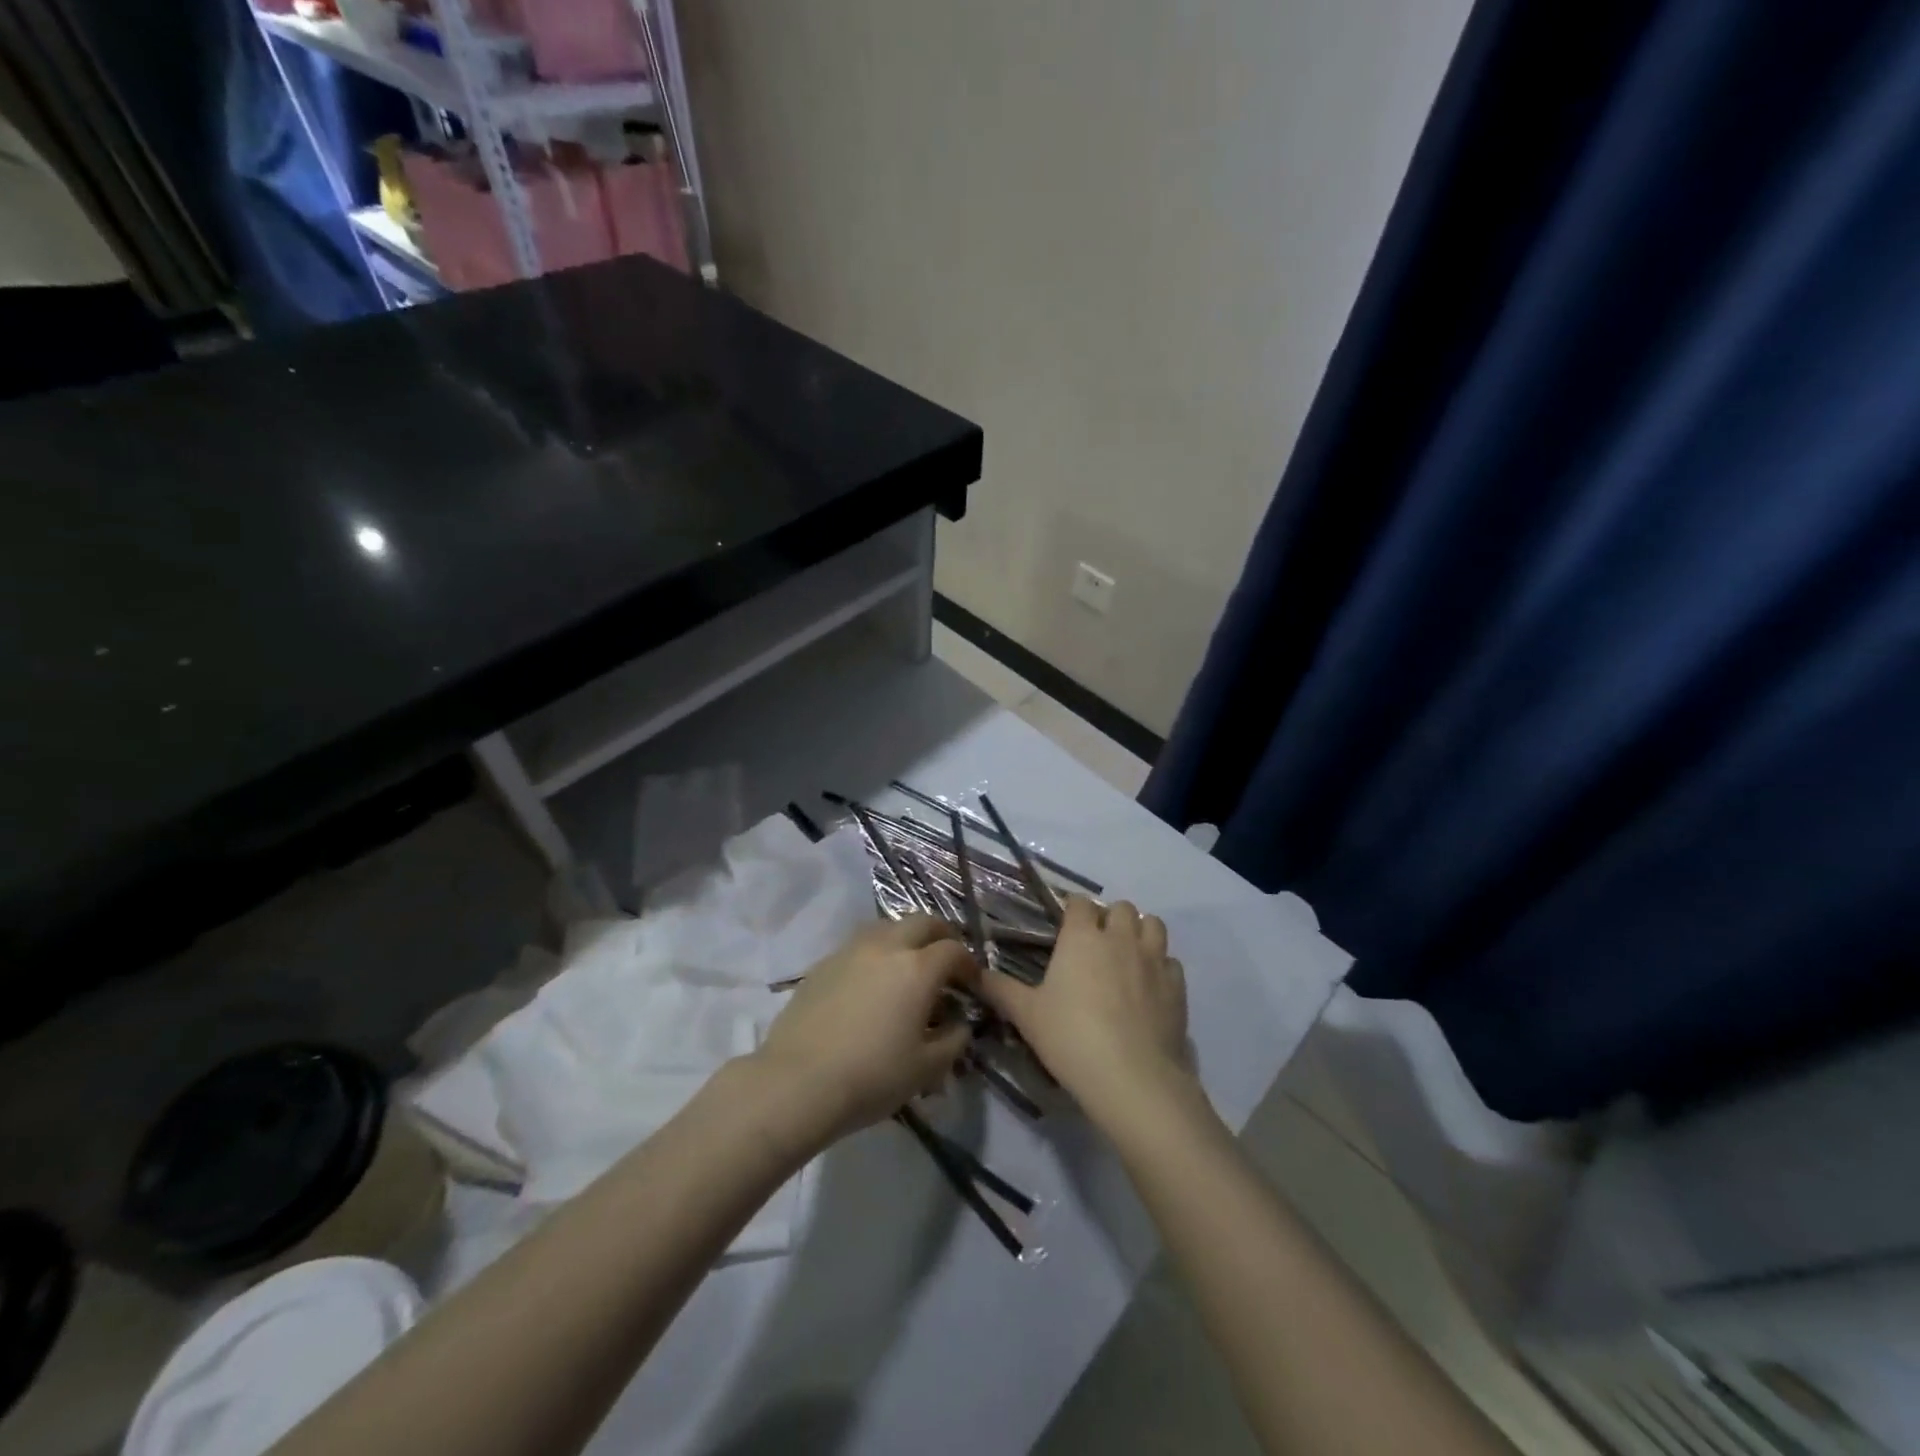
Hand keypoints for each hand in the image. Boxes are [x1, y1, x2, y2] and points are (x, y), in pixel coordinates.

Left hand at [752, 916, 977, 1146]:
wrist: (797, 1082)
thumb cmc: (872, 1077)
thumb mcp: (927, 1069)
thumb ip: (954, 1040)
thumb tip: (959, 1022)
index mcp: (917, 968)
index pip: (953, 950)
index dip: (969, 964)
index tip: (971, 983)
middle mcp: (886, 947)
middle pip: (921, 922)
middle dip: (940, 936)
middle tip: (945, 960)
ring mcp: (850, 951)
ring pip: (887, 927)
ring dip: (905, 938)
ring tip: (907, 965)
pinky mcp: (823, 963)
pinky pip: (859, 945)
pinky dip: (875, 953)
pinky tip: (871, 982)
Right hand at [979, 897, 1193, 1129]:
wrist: (1133, 1078)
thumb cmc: (1071, 1038)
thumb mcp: (1026, 1015)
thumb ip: (999, 989)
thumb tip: (973, 972)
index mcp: (1082, 937)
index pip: (1079, 903)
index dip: (1072, 911)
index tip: (1065, 928)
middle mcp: (1120, 938)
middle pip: (1121, 907)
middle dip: (1109, 919)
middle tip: (1096, 946)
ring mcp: (1154, 959)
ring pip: (1153, 925)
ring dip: (1140, 932)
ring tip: (1127, 957)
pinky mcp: (1177, 986)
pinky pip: (1171, 961)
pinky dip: (1160, 966)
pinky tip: (1149, 988)